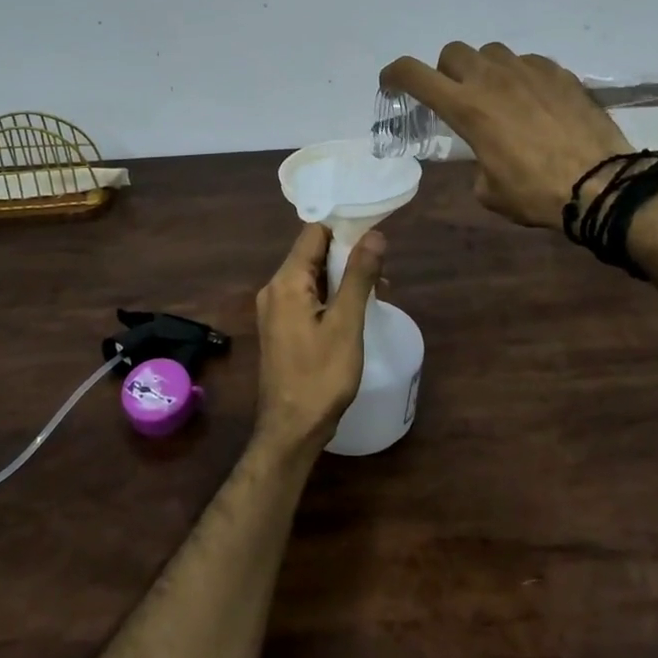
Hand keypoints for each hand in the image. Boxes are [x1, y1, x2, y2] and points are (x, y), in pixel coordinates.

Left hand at [253, 223, 384, 457]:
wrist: (291, 430)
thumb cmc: (320, 377)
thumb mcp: (346, 324)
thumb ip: (359, 276)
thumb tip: (375, 235)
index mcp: (286, 282)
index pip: (314, 233)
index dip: (344, 227)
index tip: (375, 231)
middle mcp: (274, 289)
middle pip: (313, 253)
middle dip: (348, 254)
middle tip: (383, 265)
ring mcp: (276, 309)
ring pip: (312, 276)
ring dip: (343, 276)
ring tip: (379, 288)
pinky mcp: (282, 327)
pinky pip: (308, 297)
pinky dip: (332, 295)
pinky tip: (357, 308)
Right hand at [381, 43, 633, 228]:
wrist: (600, 183)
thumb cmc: (536, 193)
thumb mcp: (489, 191)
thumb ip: (476, 163)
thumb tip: (485, 158)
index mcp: (466, 107)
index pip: (414, 74)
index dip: (395, 74)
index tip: (391, 83)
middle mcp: (491, 79)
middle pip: (453, 53)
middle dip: (446, 72)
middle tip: (457, 98)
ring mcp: (527, 70)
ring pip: (491, 52)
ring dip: (484, 70)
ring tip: (498, 97)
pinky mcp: (558, 72)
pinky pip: (528, 62)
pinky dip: (521, 76)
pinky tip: (534, 101)